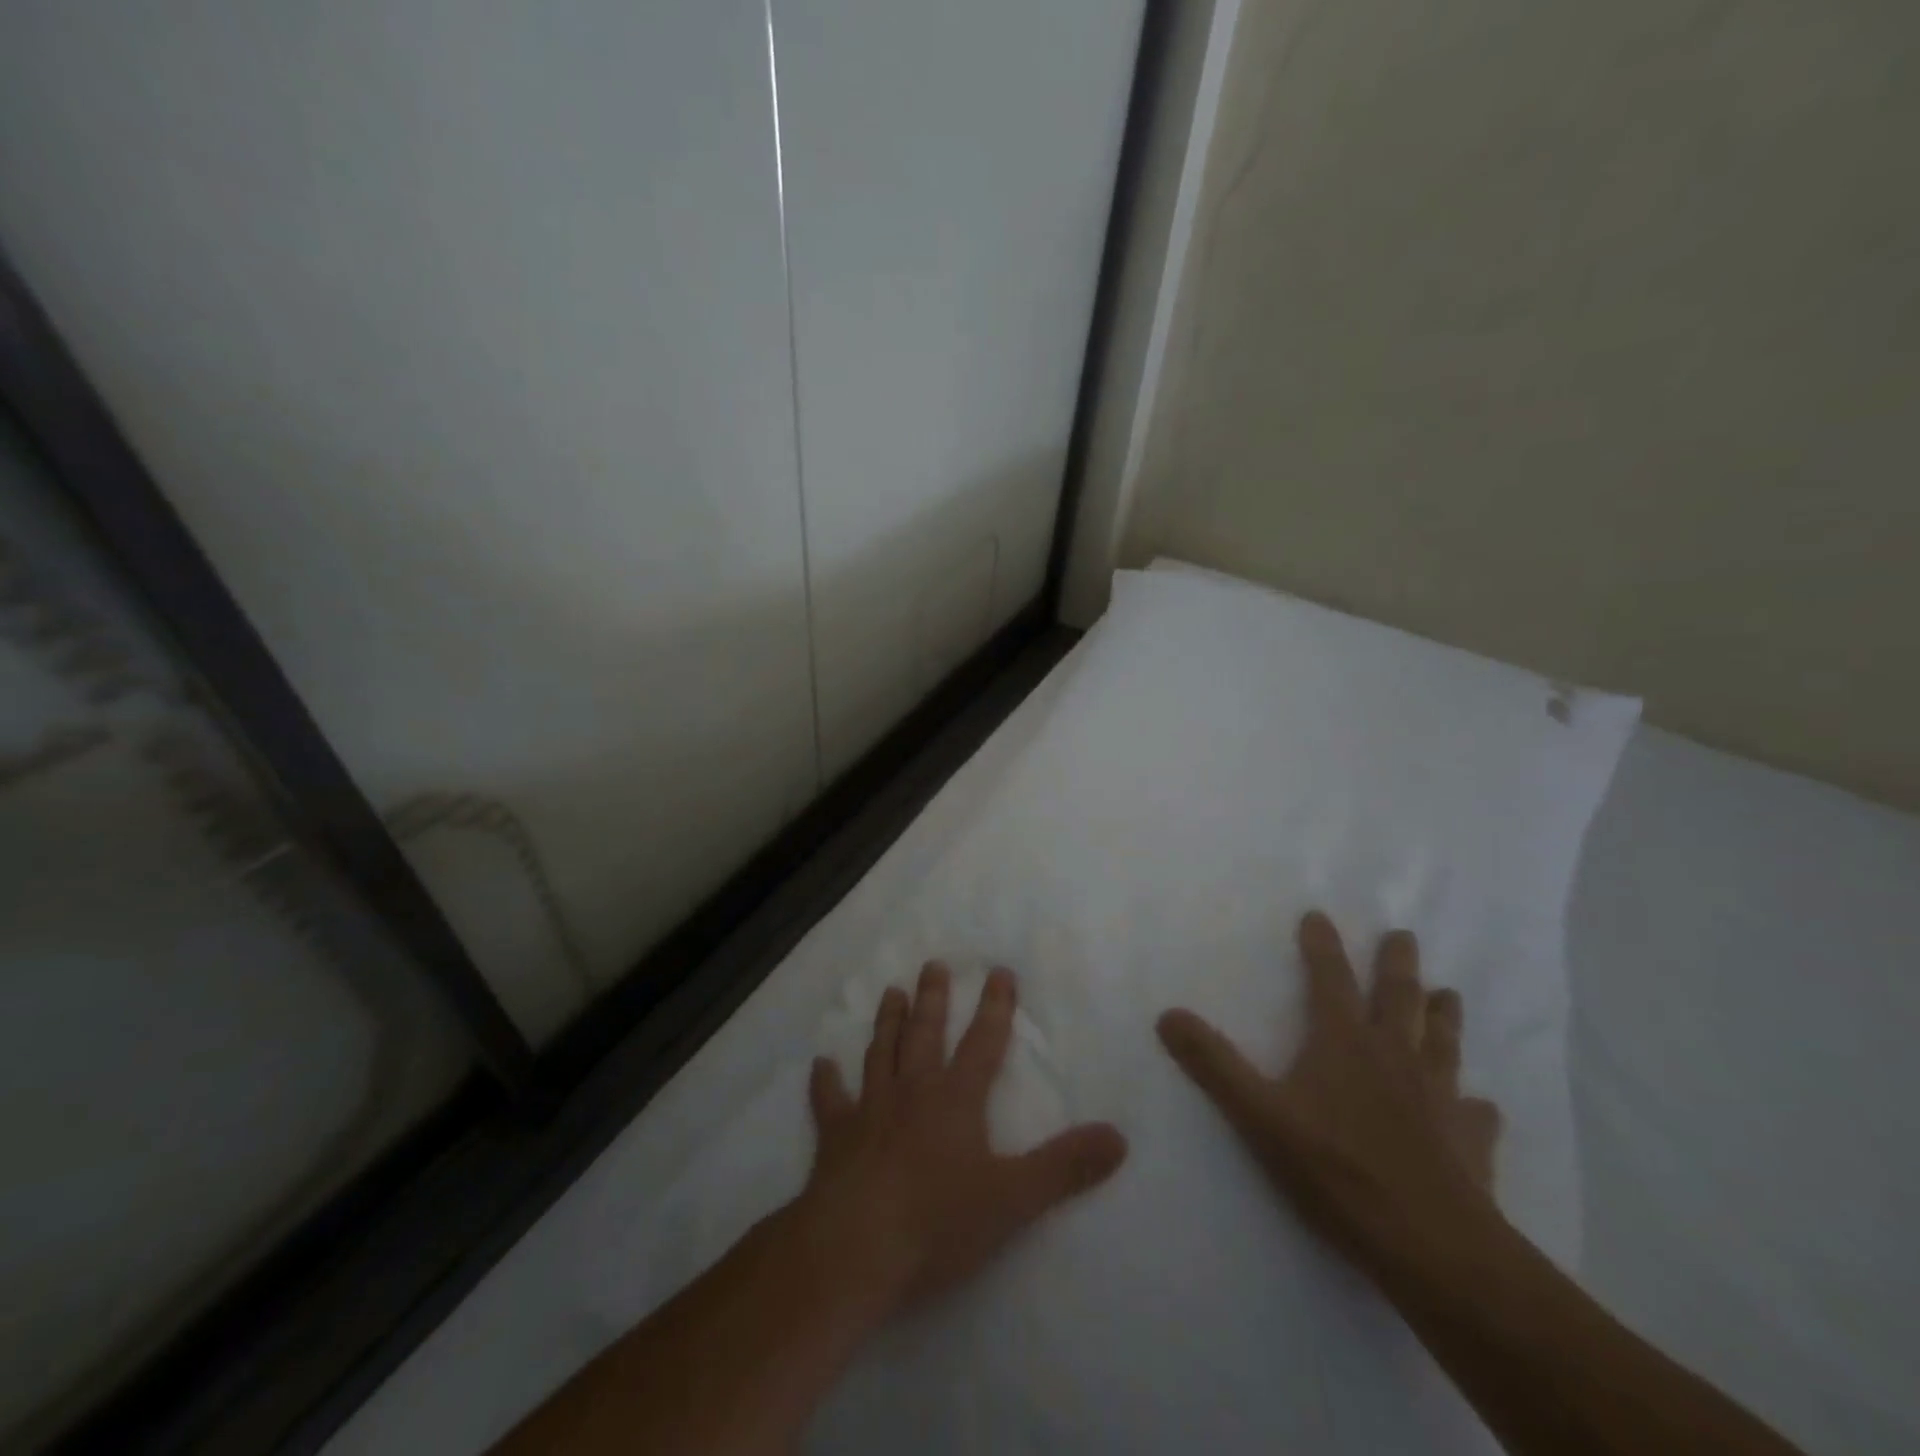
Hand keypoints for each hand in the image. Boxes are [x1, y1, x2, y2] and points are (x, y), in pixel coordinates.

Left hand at [797, 963, 1128, 1318]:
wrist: (854, 1247)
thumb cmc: (937, 1221)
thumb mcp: (1013, 1199)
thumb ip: (1065, 1167)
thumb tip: (1119, 1137)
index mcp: (955, 1100)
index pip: (983, 1042)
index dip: (995, 1007)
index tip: (999, 971)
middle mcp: (912, 1092)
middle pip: (924, 1034)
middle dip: (932, 998)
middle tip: (932, 964)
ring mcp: (869, 1111)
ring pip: (880, 1053)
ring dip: (886, 1022)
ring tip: (890, 991)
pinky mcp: (834, 1138)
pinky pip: (829, 1101)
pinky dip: (825, 1082)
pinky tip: (820, 1064)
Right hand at [1156, 911, 1501, 1272]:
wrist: (1432, 1246)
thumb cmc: (1337, 1170)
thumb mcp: (1259, 1115)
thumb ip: (1214, 1063)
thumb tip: (1168, 1014)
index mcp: (1344, 1042)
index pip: (1330, 979)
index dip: (1322, 946)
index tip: (1319, 915)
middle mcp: (1395, 1057)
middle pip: (1399, 998)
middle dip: (1397, 963)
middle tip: (1404, 934)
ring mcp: (1438, 1097)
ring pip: (1442, 1043)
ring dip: (1443, 1016)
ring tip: (1449, 994)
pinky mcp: (1469, 1142)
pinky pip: (1476, 1115)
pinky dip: (1476, 1105)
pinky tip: (1482, 1105)